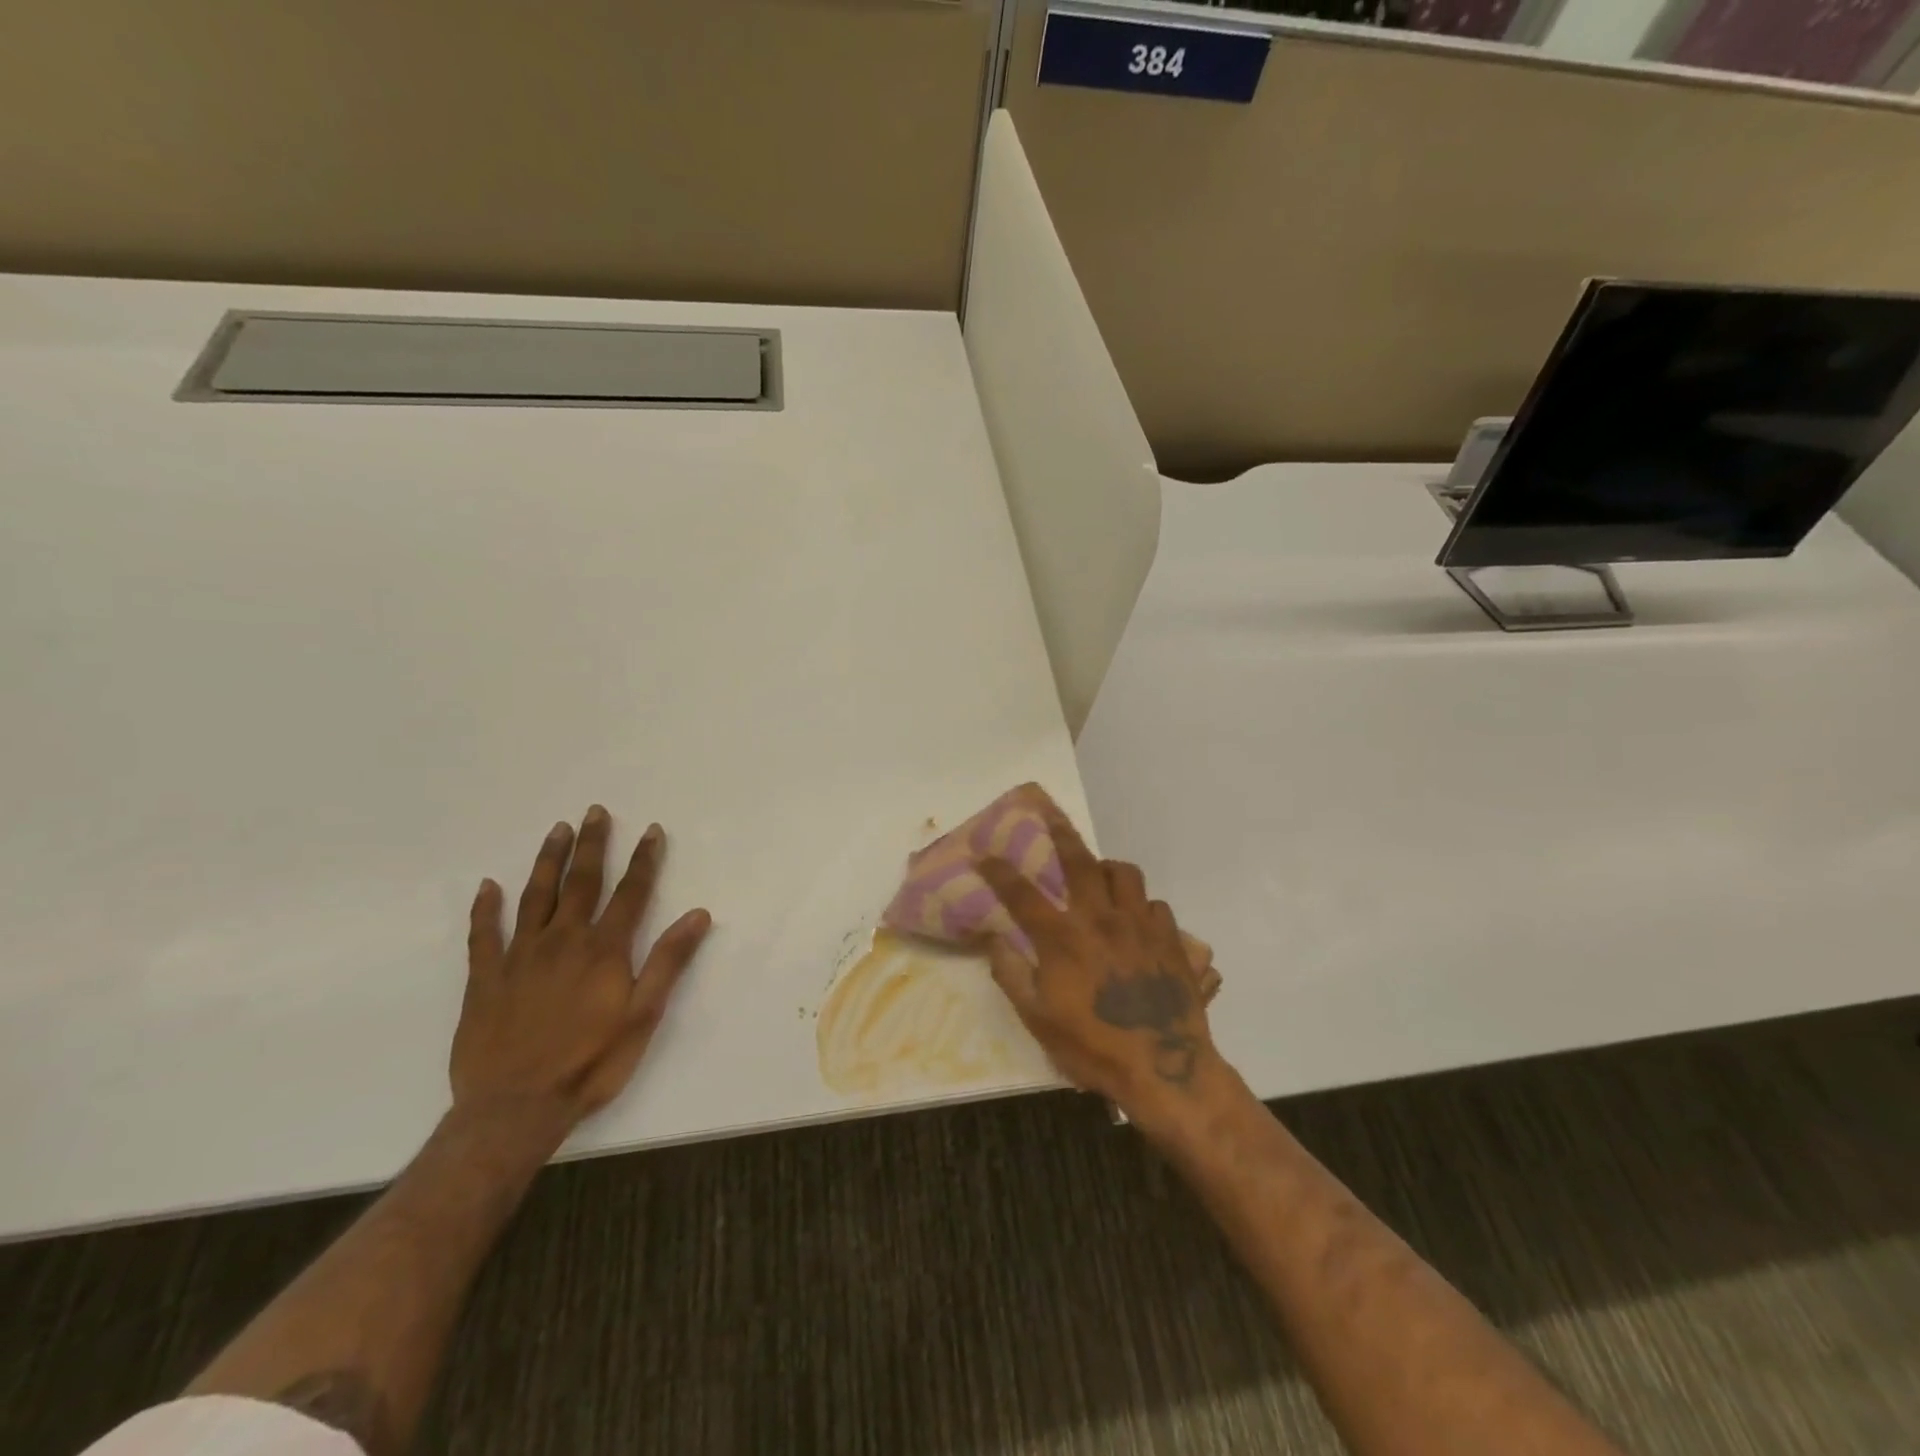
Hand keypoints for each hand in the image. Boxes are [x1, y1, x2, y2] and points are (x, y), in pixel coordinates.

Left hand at [452, 806, 711, 1136]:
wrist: (515, 1109)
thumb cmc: (591, 1063)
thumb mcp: (643, 1015)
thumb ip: (669, 961)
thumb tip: (698, 914)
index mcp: (604, 950)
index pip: (631, 893)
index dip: (644, 859)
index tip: (652, 830)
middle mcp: (563, 941)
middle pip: (581, 882)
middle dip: (592, 845)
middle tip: (595, 811)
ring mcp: (520, 956)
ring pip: (535, 896)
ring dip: (548, 860)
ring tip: (557, 830)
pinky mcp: (485, 978)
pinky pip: (483, 935)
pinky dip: (484, 908)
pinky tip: (486, 886)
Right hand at [974, 797, 1220, 1122]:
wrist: (1165, 1069)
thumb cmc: (1093, 1048)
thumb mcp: (1038, 1020)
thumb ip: (1012, 974)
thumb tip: (993, 938)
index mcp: (1063, 939)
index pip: (1022, 894)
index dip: (999, 871)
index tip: (984, 854)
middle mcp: (1101, 919)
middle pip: (1079, 861)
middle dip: (1060, 834)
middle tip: (1050, 816)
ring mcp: (1140, 925)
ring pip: (1125, 873)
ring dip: (1107, 868)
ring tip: (1100, 876)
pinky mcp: (1171, 939)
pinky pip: (1155, 905)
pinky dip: (1141, 906)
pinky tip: (1137, 922)